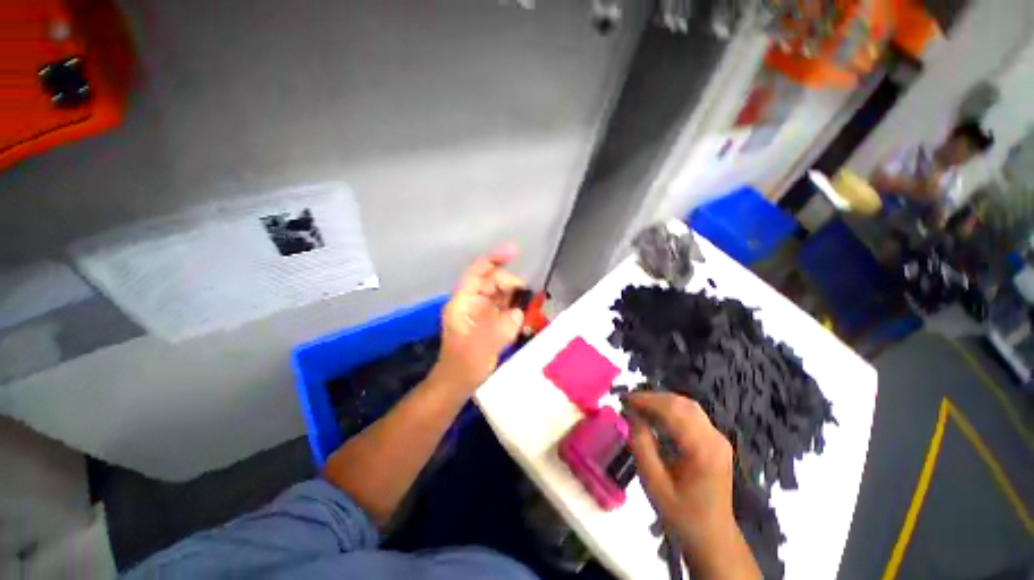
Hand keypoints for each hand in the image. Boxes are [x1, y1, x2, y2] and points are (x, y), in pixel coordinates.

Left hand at [431, 245, 525, 392]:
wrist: (457, 384)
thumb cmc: (463, 367)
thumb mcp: (481, 348)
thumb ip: (501, 328)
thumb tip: (518, 313)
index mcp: (463, 302)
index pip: (477, 272)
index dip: (494, 259)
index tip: (514, 252)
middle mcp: (472, 302)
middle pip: (493, 281)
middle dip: (512, 284)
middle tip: (529, 297)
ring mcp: (481, 311)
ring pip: (501, 294)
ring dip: (516, 296)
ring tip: (531, 304)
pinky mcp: (489, 321)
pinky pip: (505, 307)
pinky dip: (516, 308)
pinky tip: (526, 315)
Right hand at [628, 392, 760, 579]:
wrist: (712, 537)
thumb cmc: (681, 514)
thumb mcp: (653, 483)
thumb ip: (641, 445)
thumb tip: (631, 414)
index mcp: (702, 450)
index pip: (672, 411)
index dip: (646, 400)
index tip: (624, 399)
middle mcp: (714, 438)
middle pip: (681, 403)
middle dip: (652, 398)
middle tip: (628, 402)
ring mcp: (718, 438)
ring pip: (687, 405)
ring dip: (661, 401)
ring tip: (639, 406)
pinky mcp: (716, 441)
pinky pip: (692, 415)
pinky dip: (670, 409)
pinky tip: (655, 416)